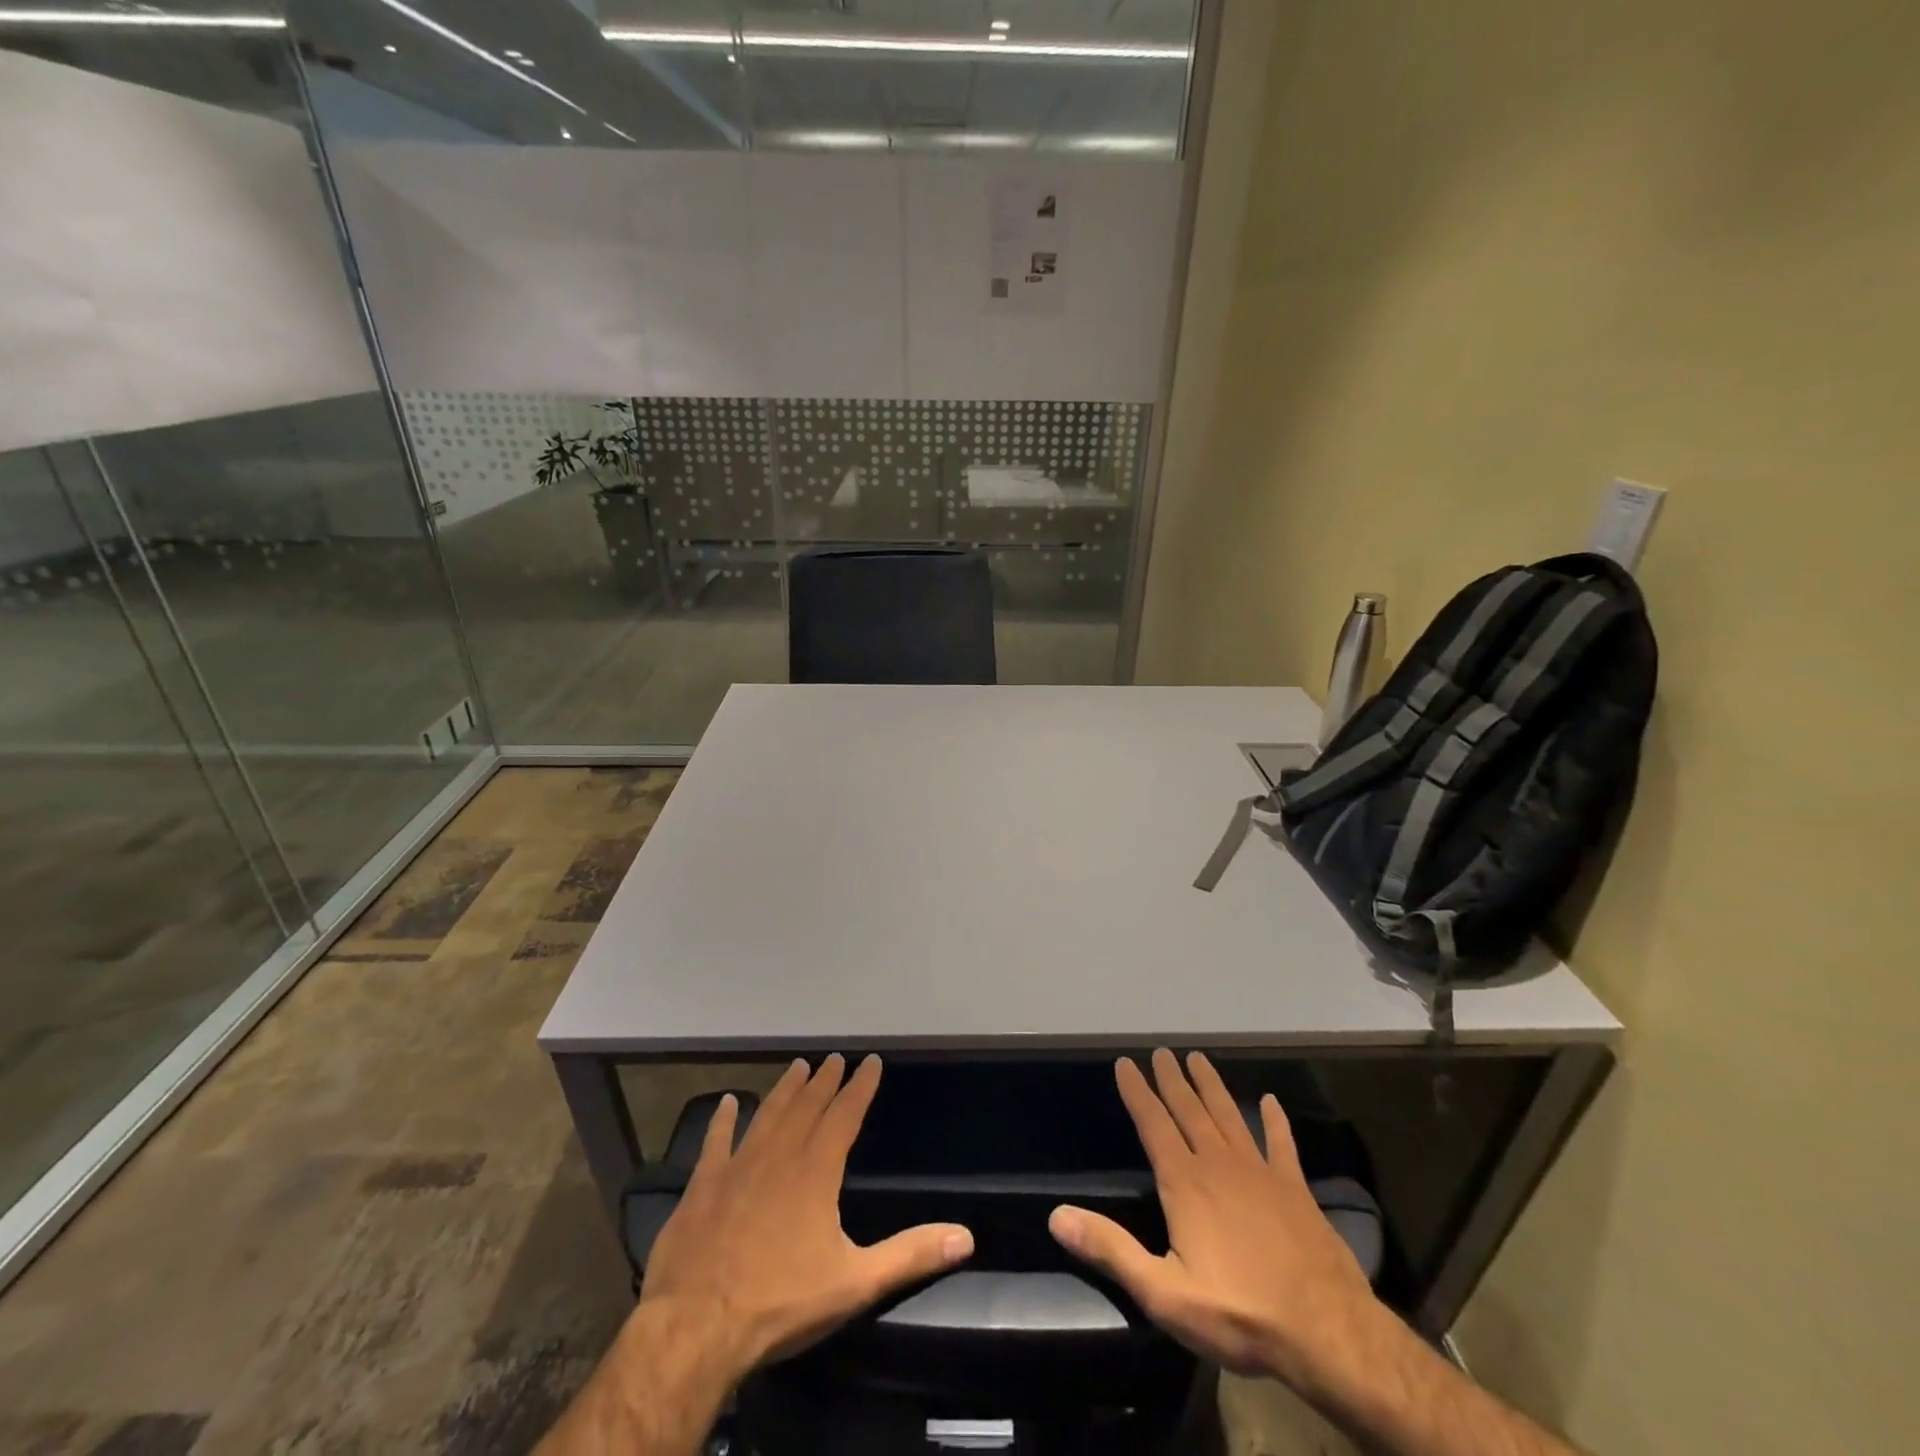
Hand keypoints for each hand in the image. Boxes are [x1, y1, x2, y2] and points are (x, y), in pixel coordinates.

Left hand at [640, 1053, 974, 1380]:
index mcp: (816, 1171)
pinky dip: (722, 1120)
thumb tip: (965, 1237)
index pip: (845, 1115)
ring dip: (784, 1090)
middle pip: (807, 1107)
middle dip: (824, 1081)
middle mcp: (779, 1156)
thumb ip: (910, 1255)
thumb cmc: (781, 1303)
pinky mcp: (702, 1186)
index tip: (871, 1061)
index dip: (860, 1087)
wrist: (696, 1327)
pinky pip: (715, 1142)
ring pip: (767, 1115)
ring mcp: (736, 1167)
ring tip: (797, 1066)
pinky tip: (727, 1102)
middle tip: (834, 1057)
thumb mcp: (855, 1283)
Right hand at [1049, 1049, 1379, 1393]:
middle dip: (1172, 1079)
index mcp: (1185, 1183)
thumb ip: (1111, 1250)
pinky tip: (1271, 1102)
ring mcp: (1260, 1172)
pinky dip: (1275, 1121)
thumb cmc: (1238, 1312)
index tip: (1125, 1063)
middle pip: (1190, 1111)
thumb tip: (1057, 1216)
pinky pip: (1281, 1144)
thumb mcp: (1163, 1292)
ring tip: (1198, 1058)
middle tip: (1162, 1051)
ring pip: (1228, 1116)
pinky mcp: (1295, 1189)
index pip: (1153, 1125)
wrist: (1327, 1332)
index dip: (1137, 1093)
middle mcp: (1219, 1164)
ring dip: (1211, 1086)